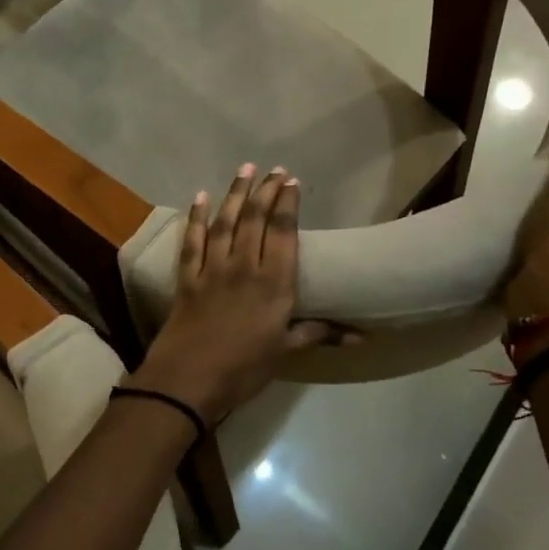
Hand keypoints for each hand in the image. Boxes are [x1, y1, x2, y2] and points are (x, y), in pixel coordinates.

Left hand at [127, 165, 344, 422]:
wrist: (189, 379)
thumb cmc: (244, 368)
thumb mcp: (286, 351)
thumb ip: (319, 334)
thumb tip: (362, 336)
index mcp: (273, 283)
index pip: (282, 232)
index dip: (287, 204)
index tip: (291, 182)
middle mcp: (243, 267)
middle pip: (254, 219)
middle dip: (264, 191)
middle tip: (272, 169)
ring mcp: (211, 269)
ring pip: (224, 222)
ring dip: (234, 194)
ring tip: (244, 170)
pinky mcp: (186, 277)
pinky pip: (191, 241)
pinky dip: (195, 218)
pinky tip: (199, 198)